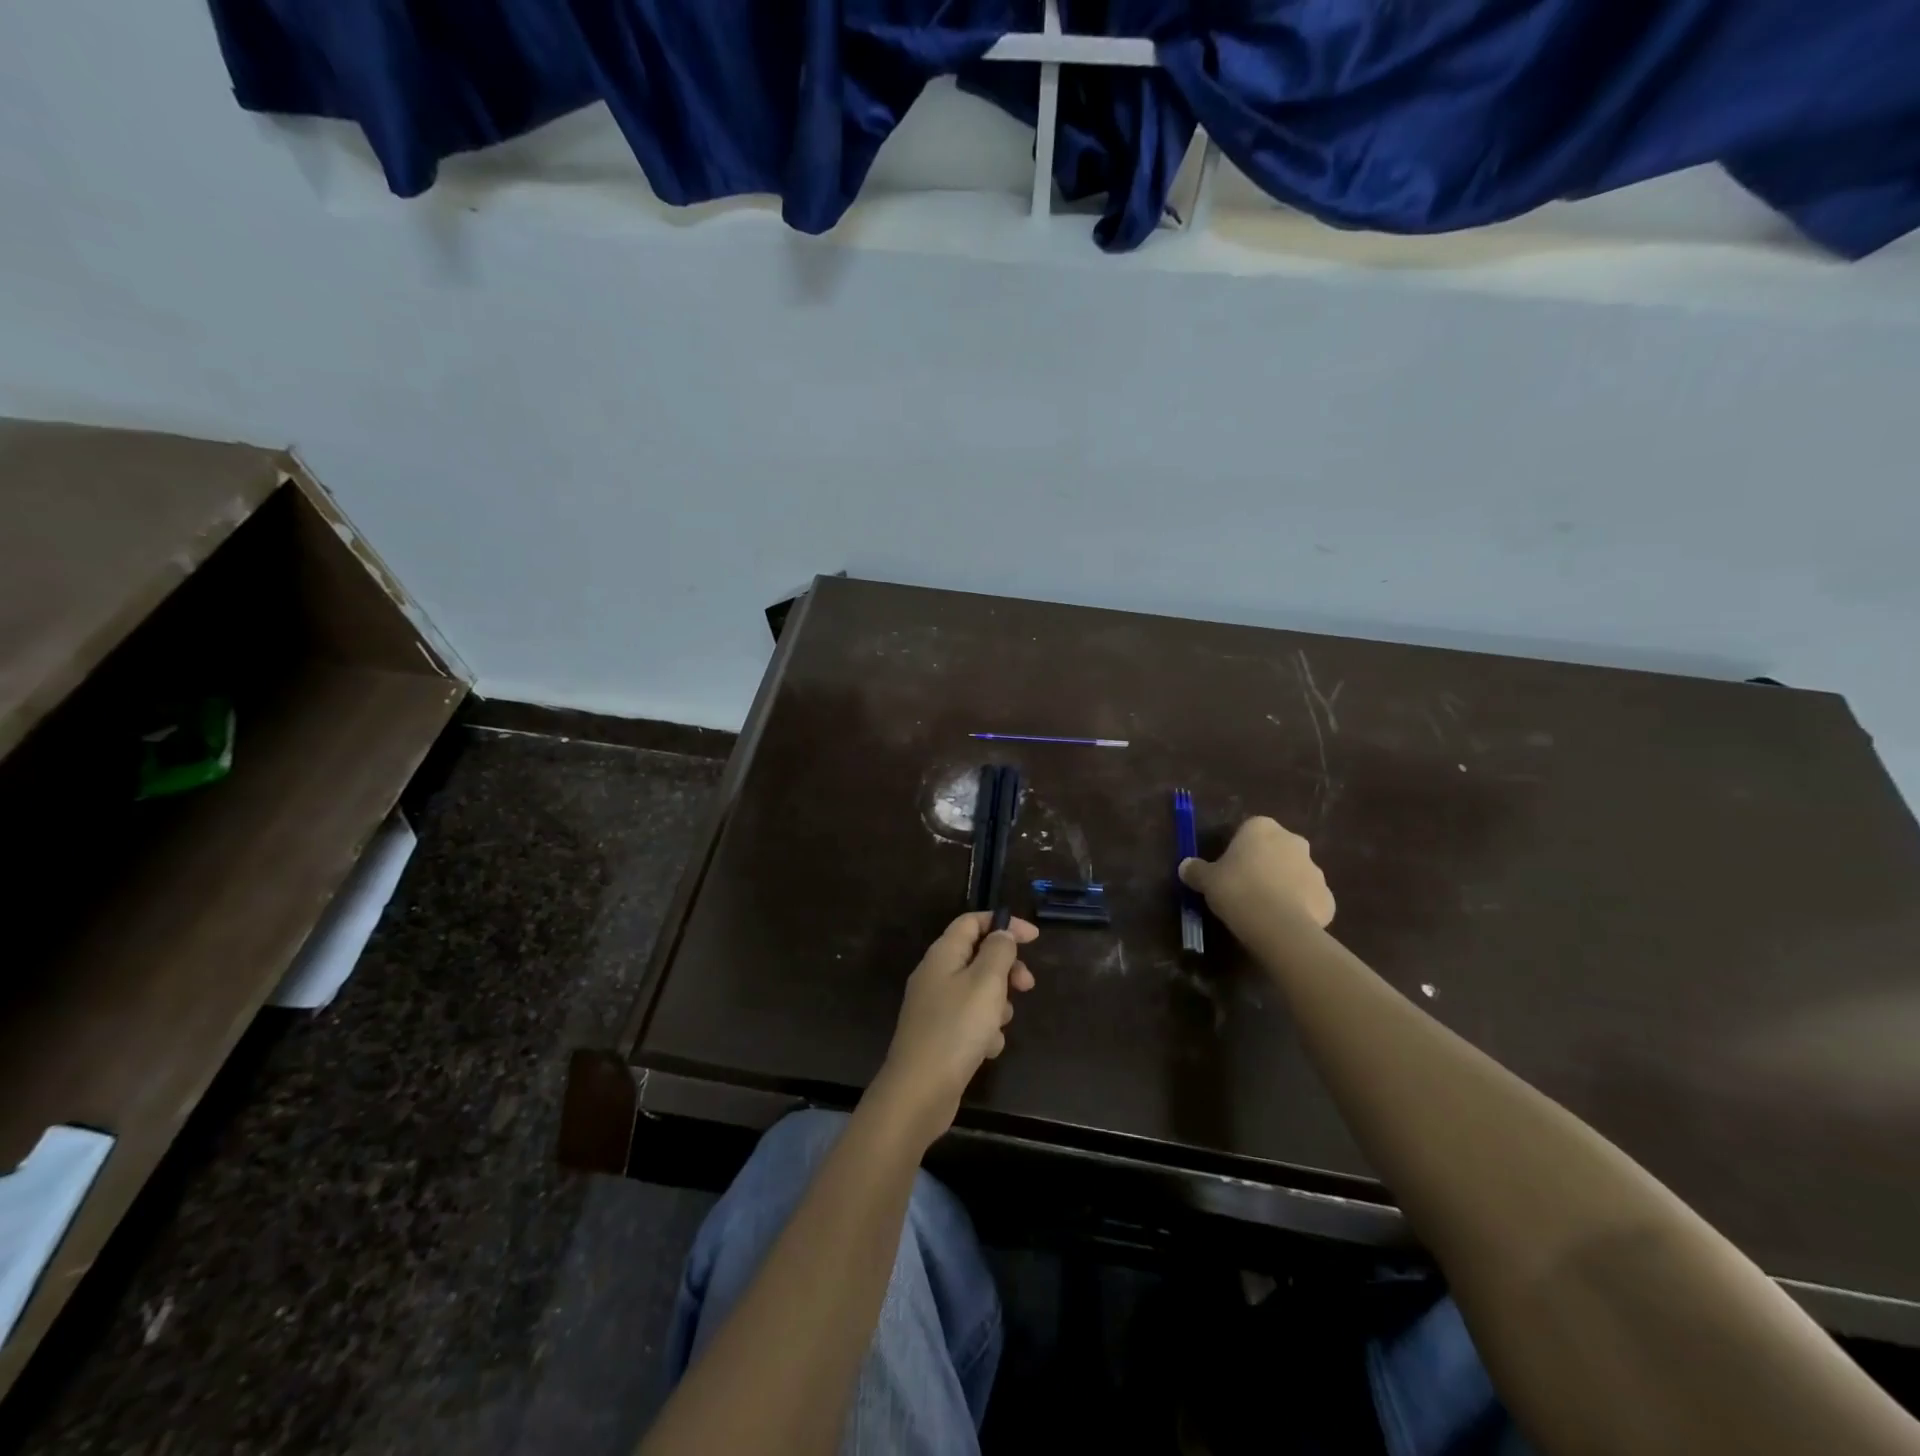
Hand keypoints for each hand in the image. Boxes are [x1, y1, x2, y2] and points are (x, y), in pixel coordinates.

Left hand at [871, 912, 1038, 1143]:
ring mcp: (936, 1006)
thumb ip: (998, 951)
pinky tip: (986, 1050)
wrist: (920, 1090)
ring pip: (978, 992)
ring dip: (997, 1005)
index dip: (1004, 923)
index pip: (972, 922)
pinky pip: (970, 1022)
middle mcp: (935, 975)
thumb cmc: (956, 1028)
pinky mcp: (940, 1035)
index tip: (1034, 937)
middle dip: (1006, 970)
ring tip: (999, 1025)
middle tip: (1027, 985)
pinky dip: (984, 1031)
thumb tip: (1002, 933)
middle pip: (978, 957)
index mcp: (943, 954)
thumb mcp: (986, 982)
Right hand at [1179, 816, 1334, 933]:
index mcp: (1262, 828)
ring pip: (1295, 874)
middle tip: (1246, 887)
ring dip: (1284, 886)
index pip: (1250, 831)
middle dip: (1266, 864)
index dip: (1239, 850)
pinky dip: (1300, 908)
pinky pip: (1309, 899)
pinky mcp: (1327, 898)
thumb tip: (1186, 866)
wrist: (1276, 925)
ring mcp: (1315, 869)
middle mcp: (1292, 841)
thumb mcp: (1206, 880)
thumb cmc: (1237, 890)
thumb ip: (1196, 870)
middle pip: (1276, 849)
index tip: (1230, 869)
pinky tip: (1282, 924)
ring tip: (1264, 910)